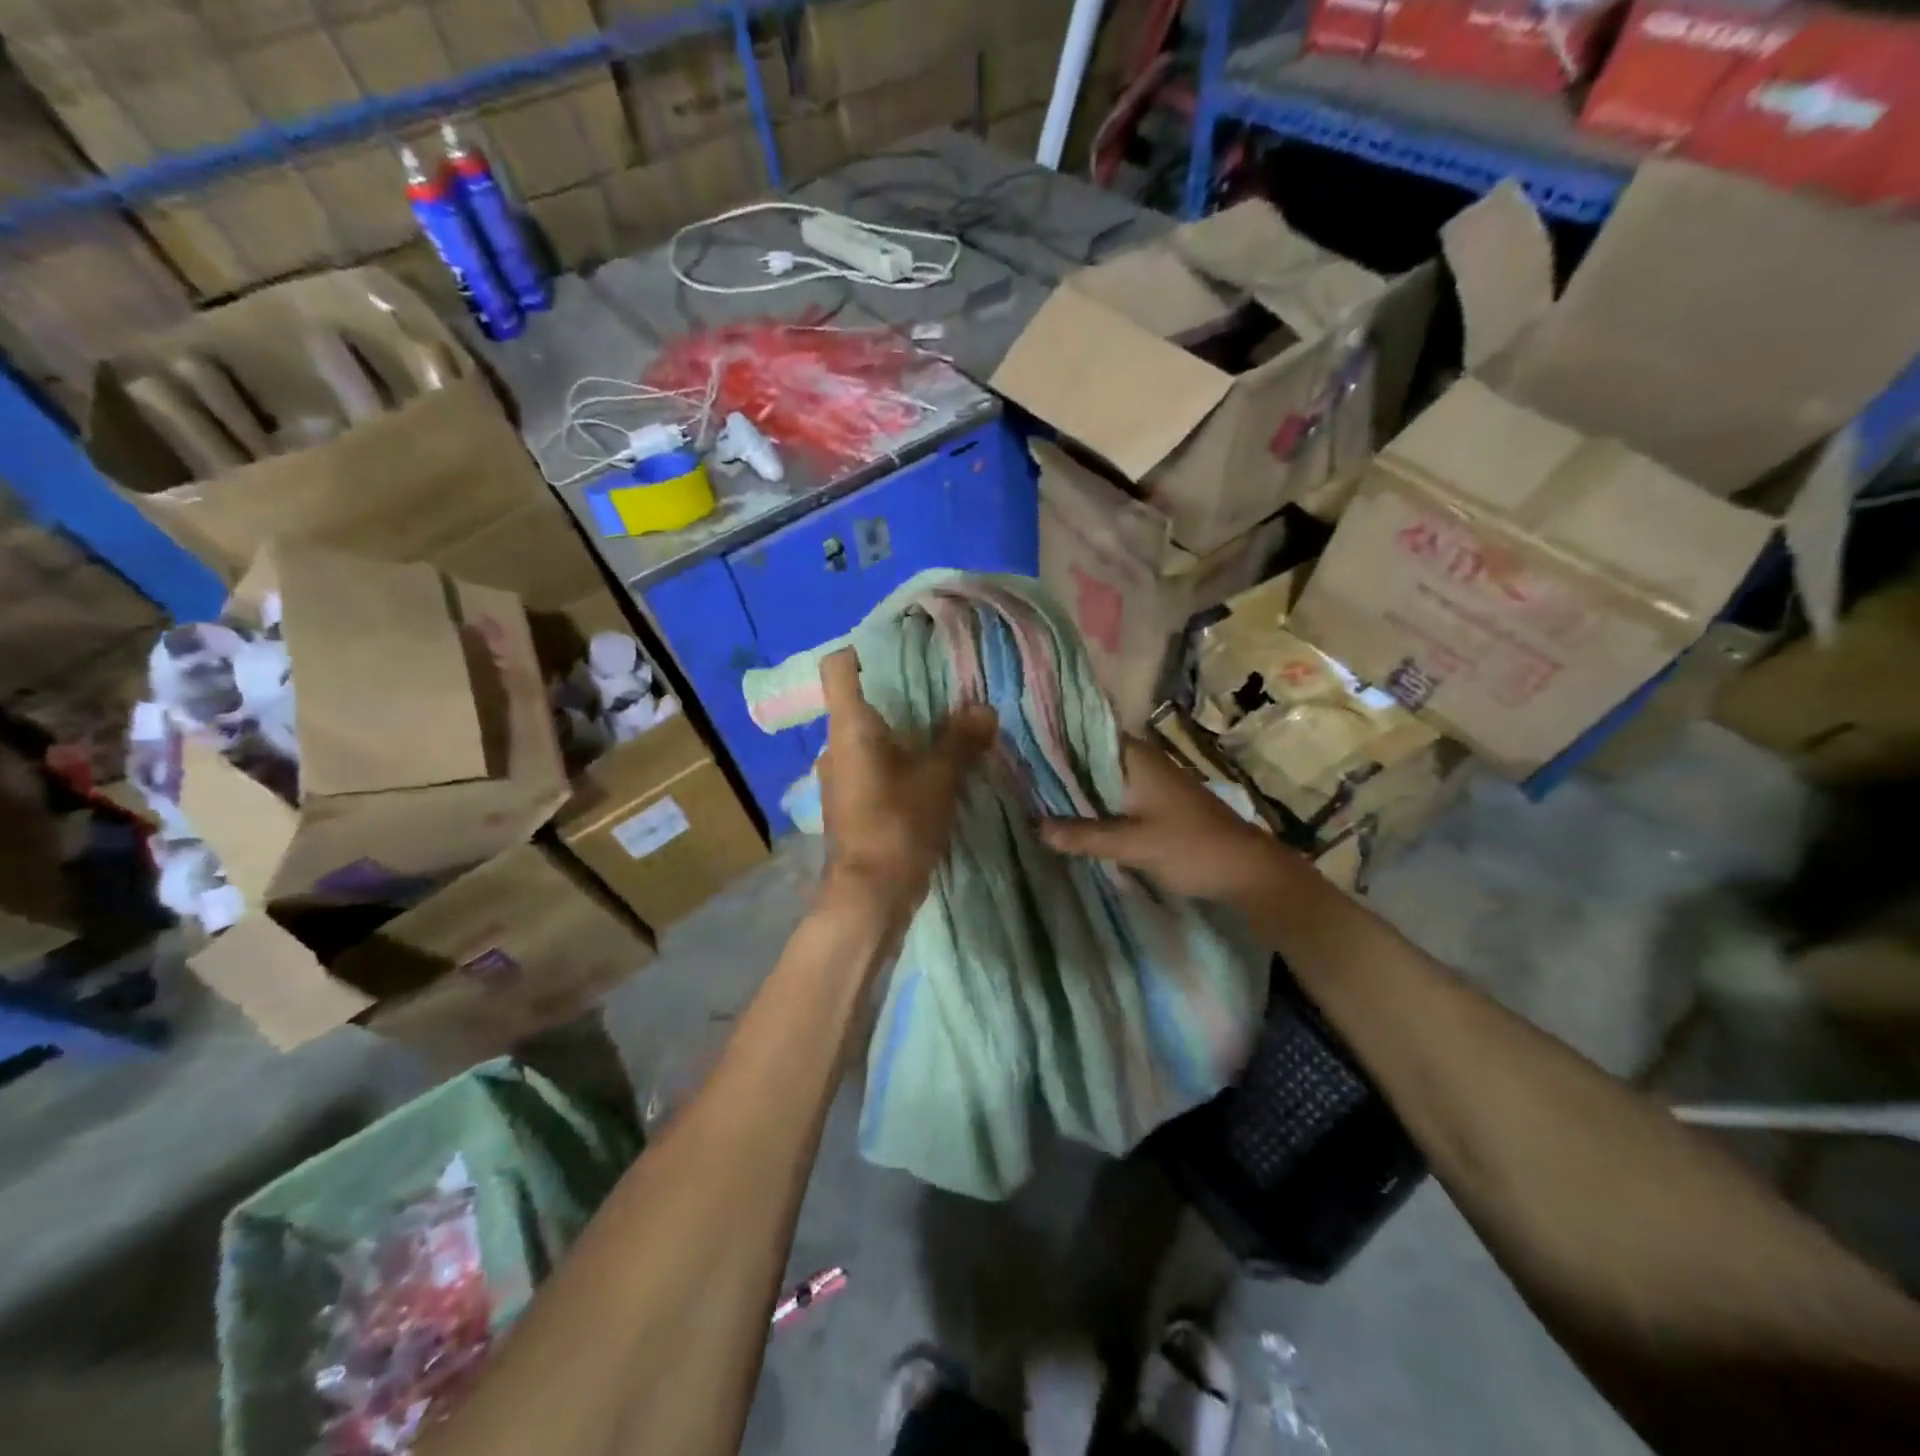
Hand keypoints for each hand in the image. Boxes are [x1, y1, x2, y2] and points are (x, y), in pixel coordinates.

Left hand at [817, 647, 996, 918]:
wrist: (869, 896)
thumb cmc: (898, 825)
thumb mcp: (939, 778)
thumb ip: (961, 740)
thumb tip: (984, 708)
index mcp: (849, 727)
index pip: (838, 668)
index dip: (863, 650)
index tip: (901, 648)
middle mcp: (835, 746)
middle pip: (859, 701)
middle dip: (898, 692)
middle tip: (941, 687)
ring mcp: (839, 777)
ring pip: (869, 737)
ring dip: (901, 730)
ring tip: (943, 727)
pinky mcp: (850, 803)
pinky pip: (873, 765)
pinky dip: (898, 760)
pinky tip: (930, 769)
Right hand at [1041, 736, 1286, 902]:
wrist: (1246, 871)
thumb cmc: (1190, 848)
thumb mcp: (1133, 844)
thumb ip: (1085, 835)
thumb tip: (1036, 827)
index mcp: (1136, 758)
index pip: (1085, 733)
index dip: (1052, 738)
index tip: (1019, 746)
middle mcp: (1141, 761)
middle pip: (1089, 756)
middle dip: (1057, 766)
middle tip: (1015, 774)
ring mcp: (1149, 781)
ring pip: (1101, 776)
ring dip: (1074, 786)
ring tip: (1031, 792)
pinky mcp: (1155, 802)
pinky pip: (1113, 794)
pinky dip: (1092, 801)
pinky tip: (1069, 814)